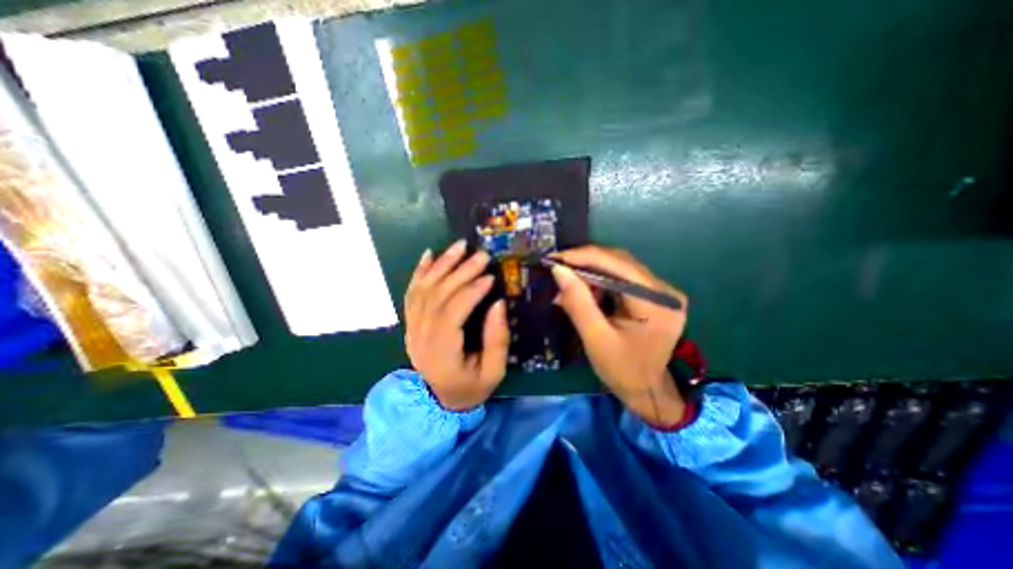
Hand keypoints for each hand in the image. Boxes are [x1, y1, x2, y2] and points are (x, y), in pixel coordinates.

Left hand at [405, 243, 509, 410]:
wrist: (440, 400)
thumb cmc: (471, 387)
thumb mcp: (493, 372)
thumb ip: (497, 340)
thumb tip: (498, 304)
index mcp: (441, 352)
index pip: (451, 314)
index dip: (470, 292)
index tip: (490, 277)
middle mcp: (420, 336)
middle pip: (437, 296)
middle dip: (460, 272)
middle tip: (481, 255)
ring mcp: (412, 327)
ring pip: (423, 289)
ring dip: (441, 264)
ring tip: (460, 246)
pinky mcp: (411, 322)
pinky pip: (412, 292)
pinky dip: (420, 271)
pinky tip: (430, 254)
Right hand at [552, 245, 692, 425]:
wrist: (646, 390)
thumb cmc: (622, 370)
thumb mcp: (596, 339)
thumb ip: (578, 302)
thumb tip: (558, 269)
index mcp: (657, 302)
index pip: (619, 265)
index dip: (584, 257)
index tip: (555, 258)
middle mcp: (664, 290)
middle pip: (620, 262)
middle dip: (585, 262)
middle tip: (557, 267)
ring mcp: (660, 291)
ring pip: (619, 267)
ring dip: (590, 271)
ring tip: (566, 279)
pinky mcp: (652, 295)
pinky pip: (621, 278)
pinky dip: (599, 280)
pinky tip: (583, 288)